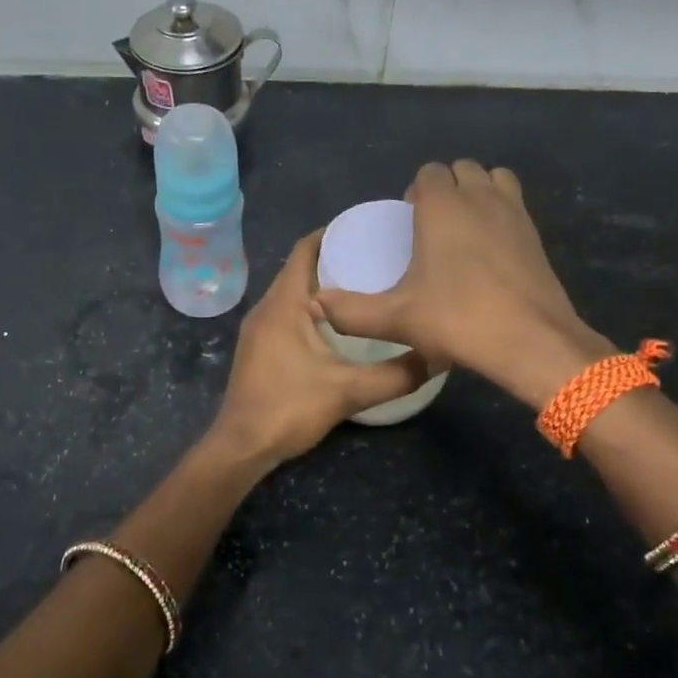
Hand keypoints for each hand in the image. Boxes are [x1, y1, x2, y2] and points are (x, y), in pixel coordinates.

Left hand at [208, 231, 428, 466]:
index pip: (304, 250)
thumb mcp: (349, 391)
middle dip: (334, 259)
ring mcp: (258, 329)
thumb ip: (396, 375)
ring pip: (292, 293)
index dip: (332, 233)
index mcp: (284, 304)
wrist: (242, 446)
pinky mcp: (258, 348)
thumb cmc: (289, 408)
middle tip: (375, 259)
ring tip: (363, 288)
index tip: (366, 231)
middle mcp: (266, 308)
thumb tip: (435, 357)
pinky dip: (310, 308)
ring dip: (322, 286)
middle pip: (299, 268)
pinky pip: (286, 313)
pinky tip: (338, 326)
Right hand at [311, 160, 614, 409]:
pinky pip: (514, 203)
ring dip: (477, 192)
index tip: (408, 223)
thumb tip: (315, 304)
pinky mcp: (536, 233)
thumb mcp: (395, 319)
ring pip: (493, 179)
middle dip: (445, 188)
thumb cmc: (457, 320)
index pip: (428, 172)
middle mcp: (479, 197)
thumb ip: (350, 311)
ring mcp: (514, 212)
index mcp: (442, 206)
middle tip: (431, 228)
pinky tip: (490, 250)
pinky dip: (500, 212)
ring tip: (463, 229)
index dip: (415, 191)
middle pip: (461, 169)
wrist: (530, 341)